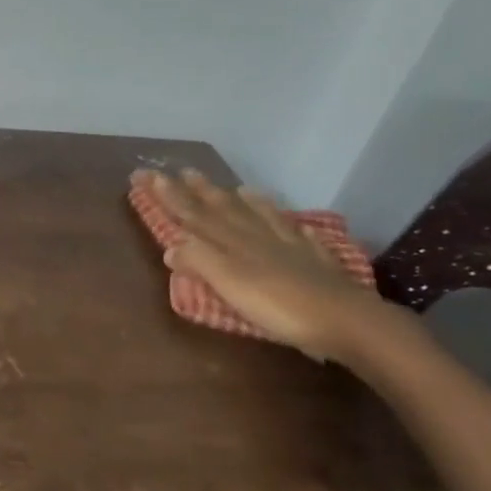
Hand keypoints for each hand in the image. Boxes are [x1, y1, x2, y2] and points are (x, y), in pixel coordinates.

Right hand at [137, 168, 403, 363]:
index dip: (168, 196)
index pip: (192, 215)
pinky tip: (291, 222)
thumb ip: (200, 261)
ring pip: (258, 215)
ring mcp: (288, 246)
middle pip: (222, 209)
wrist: (344, 319)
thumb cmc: (278, 305)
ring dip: (241, 201)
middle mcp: (256, 236)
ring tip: (233, 186)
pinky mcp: (313, 261)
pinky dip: (288, 224)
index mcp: (231, 242)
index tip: (147, 176)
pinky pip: (296, 234)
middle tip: (181, 171)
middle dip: (197, 191)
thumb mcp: (229, 284)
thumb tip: (171, 246)